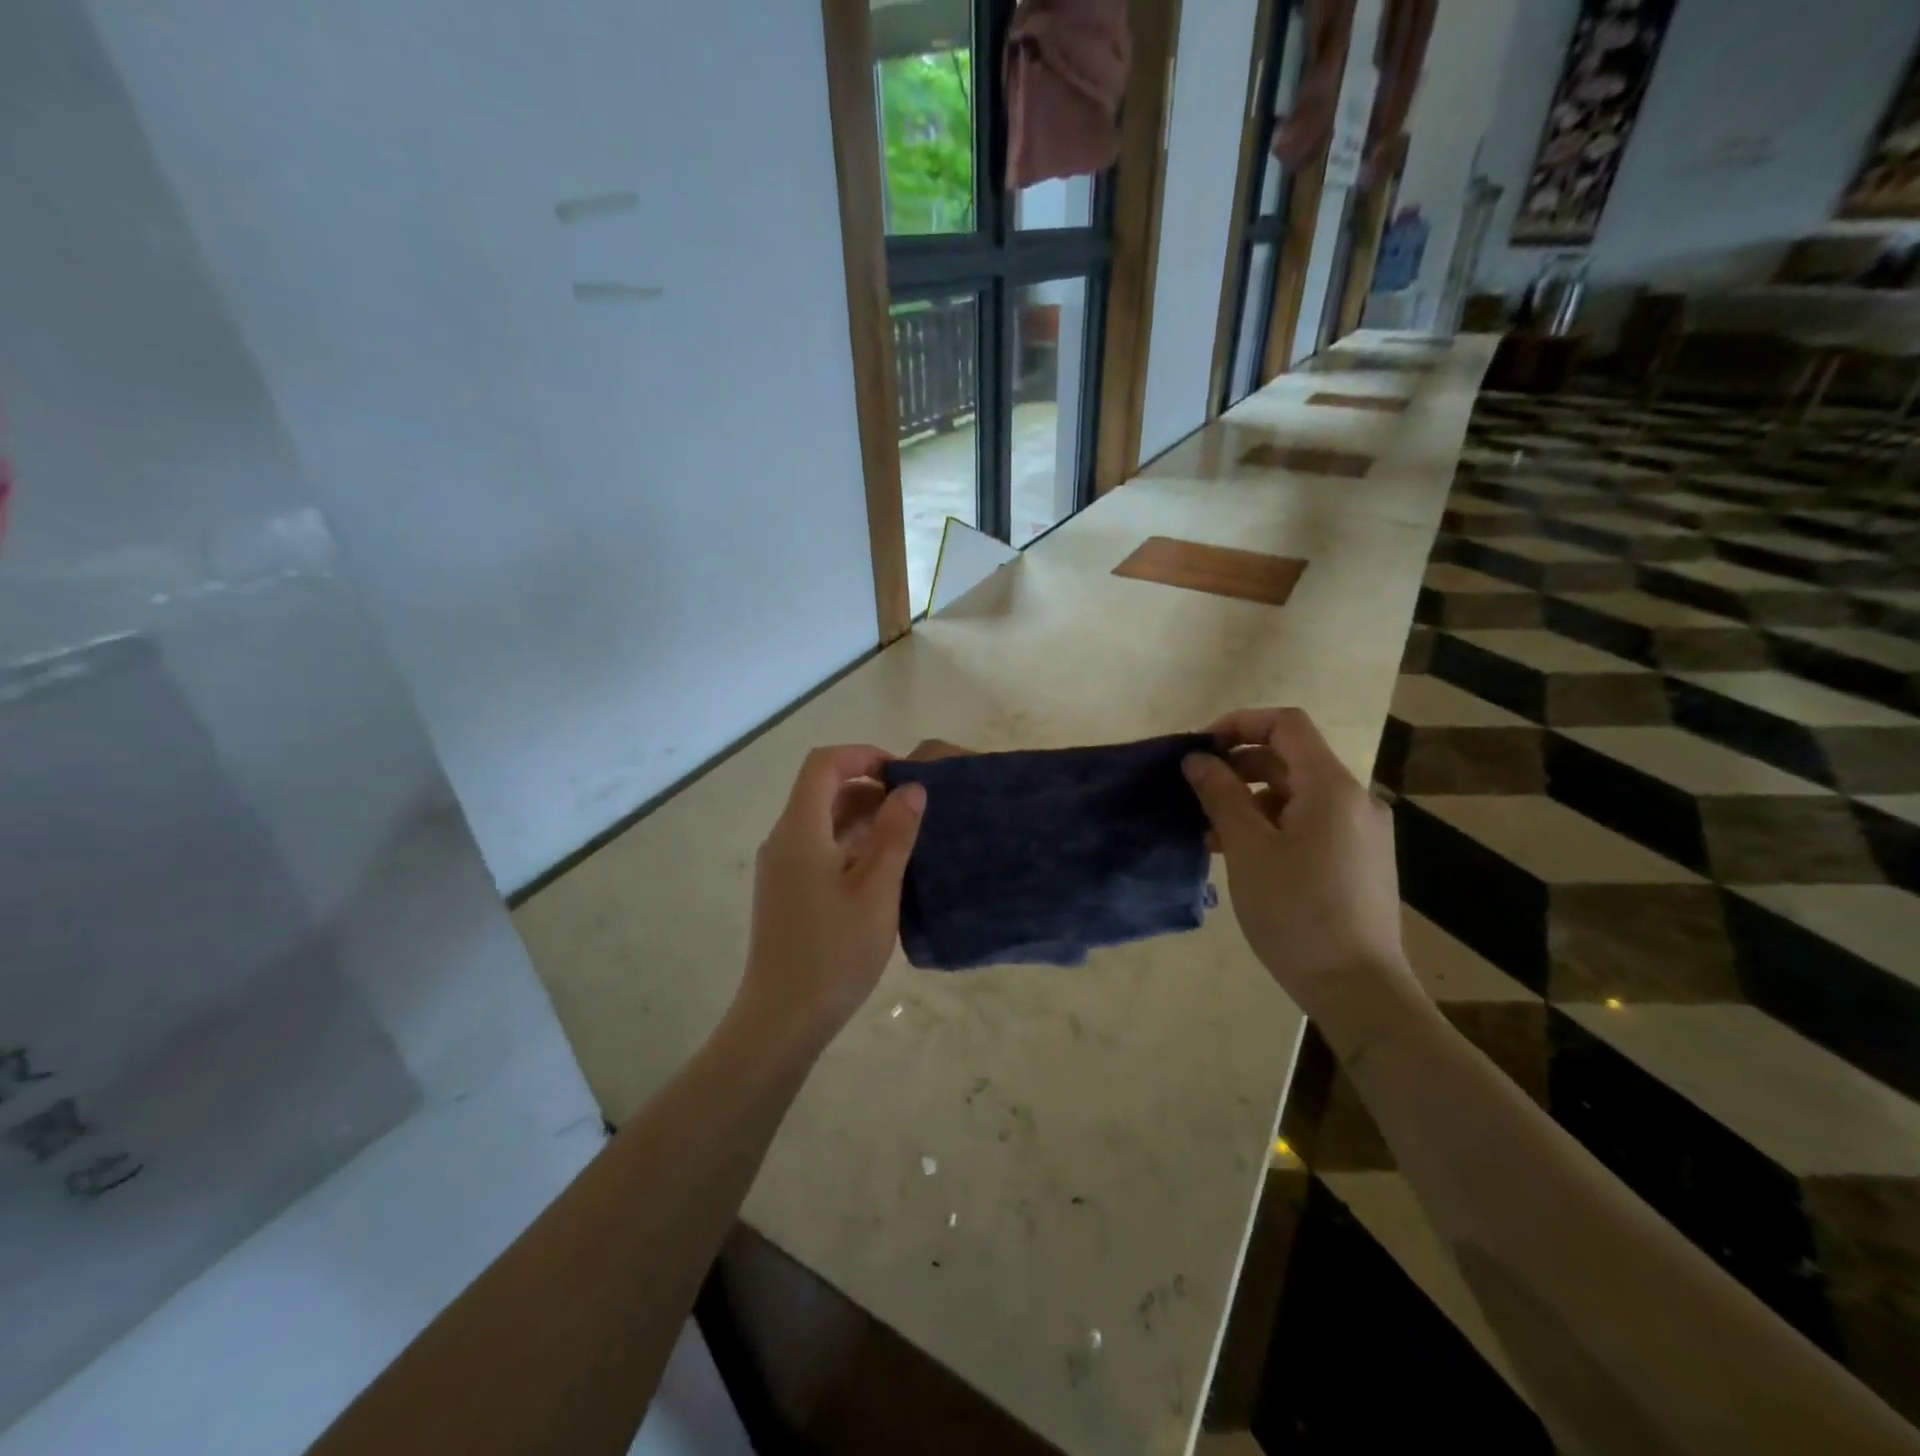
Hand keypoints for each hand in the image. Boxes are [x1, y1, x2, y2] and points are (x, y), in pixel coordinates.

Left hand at [738, 745, 925, 1042]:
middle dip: (869, 787)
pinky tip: (883, 867)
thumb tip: (912, 789)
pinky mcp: (787, 891)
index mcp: (800, 830)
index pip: (824, 765)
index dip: (862, 756)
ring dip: (862, 817)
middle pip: (822, 790)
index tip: (902, 773)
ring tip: (907, 835)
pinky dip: (851, 843)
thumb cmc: (834, 952)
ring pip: (822, 821)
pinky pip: (819, 848)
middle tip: (914, 807)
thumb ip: (895, 834)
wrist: (783, 1019)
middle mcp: (784, 840)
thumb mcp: (877, 890)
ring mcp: (782, 867)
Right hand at [1182, 708, 1419, 1041]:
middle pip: (1290, 758)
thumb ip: (1221, 795)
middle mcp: (1354, 800)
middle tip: (1195, 791)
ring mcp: (1359, 832)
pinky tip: (1240, 853)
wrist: (1358, 989)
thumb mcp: (1248, 849)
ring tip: (1209, 830)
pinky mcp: (1357, 860)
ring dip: (1250, 799)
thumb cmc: (1297, 913)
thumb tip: (1196, 759)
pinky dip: (1271, 824)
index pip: (1286, 725)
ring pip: (1296, 793)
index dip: (1239, 723)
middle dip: (1238, 766)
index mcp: (1332, 787)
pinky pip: (1308, 822)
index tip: (1200, 748)